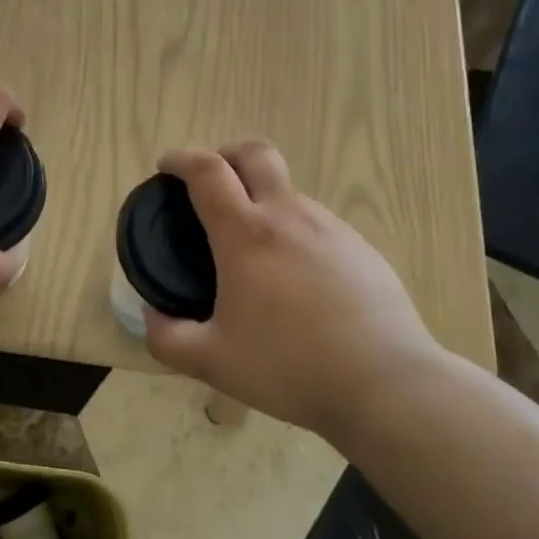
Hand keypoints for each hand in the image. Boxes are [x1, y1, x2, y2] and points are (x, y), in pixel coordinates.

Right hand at [144, 141, 446, 437]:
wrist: (386, 384)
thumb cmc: (290, 368)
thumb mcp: (212, 362)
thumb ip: (167, 338)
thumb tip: (152, 315)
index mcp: (246, 234)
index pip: (208, 171)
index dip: (181, 159)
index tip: (166, 166)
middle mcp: (289, 217)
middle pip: (256, 154)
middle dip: (226, 154)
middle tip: (210, 182)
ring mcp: (331, 229)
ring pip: (288, 191)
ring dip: (261, 198)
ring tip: (252, 247)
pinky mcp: (362, 249)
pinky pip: (316, 223)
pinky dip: (292, 231)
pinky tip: (295, 278)